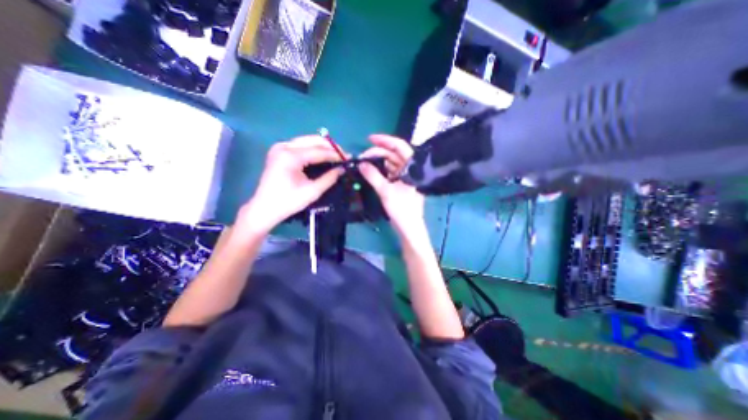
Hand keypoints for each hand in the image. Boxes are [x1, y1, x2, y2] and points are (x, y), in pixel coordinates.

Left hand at [237, 135, 342, 234]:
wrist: (264, 208)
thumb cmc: (288, 202)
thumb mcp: (312, 192)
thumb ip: (329, 178)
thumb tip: (343, 169)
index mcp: (290, 156)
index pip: (319, 151)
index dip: (335, 155)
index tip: (348, 158)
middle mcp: (284, 146)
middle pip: (312, 140)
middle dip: (330, 146)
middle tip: (343, 155)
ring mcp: (280, 147)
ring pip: (307, 140)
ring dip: (322, 147)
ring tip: (335, 155)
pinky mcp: (279, 151)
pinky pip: (300, 145)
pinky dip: (313, 149)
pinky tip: (322, 156)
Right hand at [357, 134, 422, 236]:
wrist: (409, 227)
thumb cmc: (402, 209)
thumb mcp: (385, 191)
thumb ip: (372, 175)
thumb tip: (361, 163)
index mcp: (412, 167)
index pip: (400, 146)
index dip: (385, 140)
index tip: (369, 139)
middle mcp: (410, 169)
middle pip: (394, 154)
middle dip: (378, 153)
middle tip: (362, 157)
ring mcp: (406, 176)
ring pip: (391, 163)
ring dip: (378, 162)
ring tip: (364, 163)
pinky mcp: (402, 184)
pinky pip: (390, 172)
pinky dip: (381, 170)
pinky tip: (371, 171)